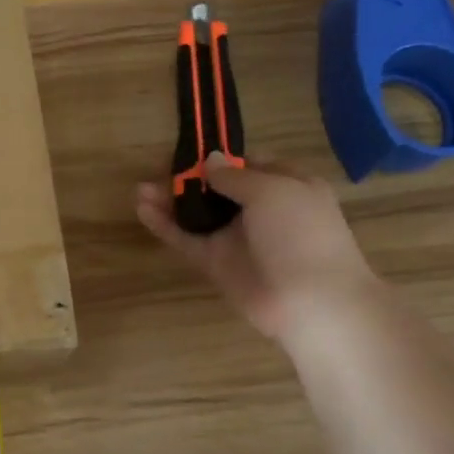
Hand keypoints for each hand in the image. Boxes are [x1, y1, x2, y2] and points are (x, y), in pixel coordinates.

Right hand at [136, 153, 379, 344]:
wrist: (312, 302)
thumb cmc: (300, 234)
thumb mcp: (272, 190)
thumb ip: (234, 175)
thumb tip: (209, 160)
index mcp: (286, 186)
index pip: (248, 164)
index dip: (220, 158)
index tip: (190, 151)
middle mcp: (260, 211)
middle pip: (216, 189)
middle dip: (187, 179)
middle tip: (156, 170)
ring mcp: (236, 239)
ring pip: (198, 214)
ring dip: (170, 200)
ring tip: (140, 190)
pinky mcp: (217, 264)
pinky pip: (187, 240)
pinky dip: (165, 226)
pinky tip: (143, 210)